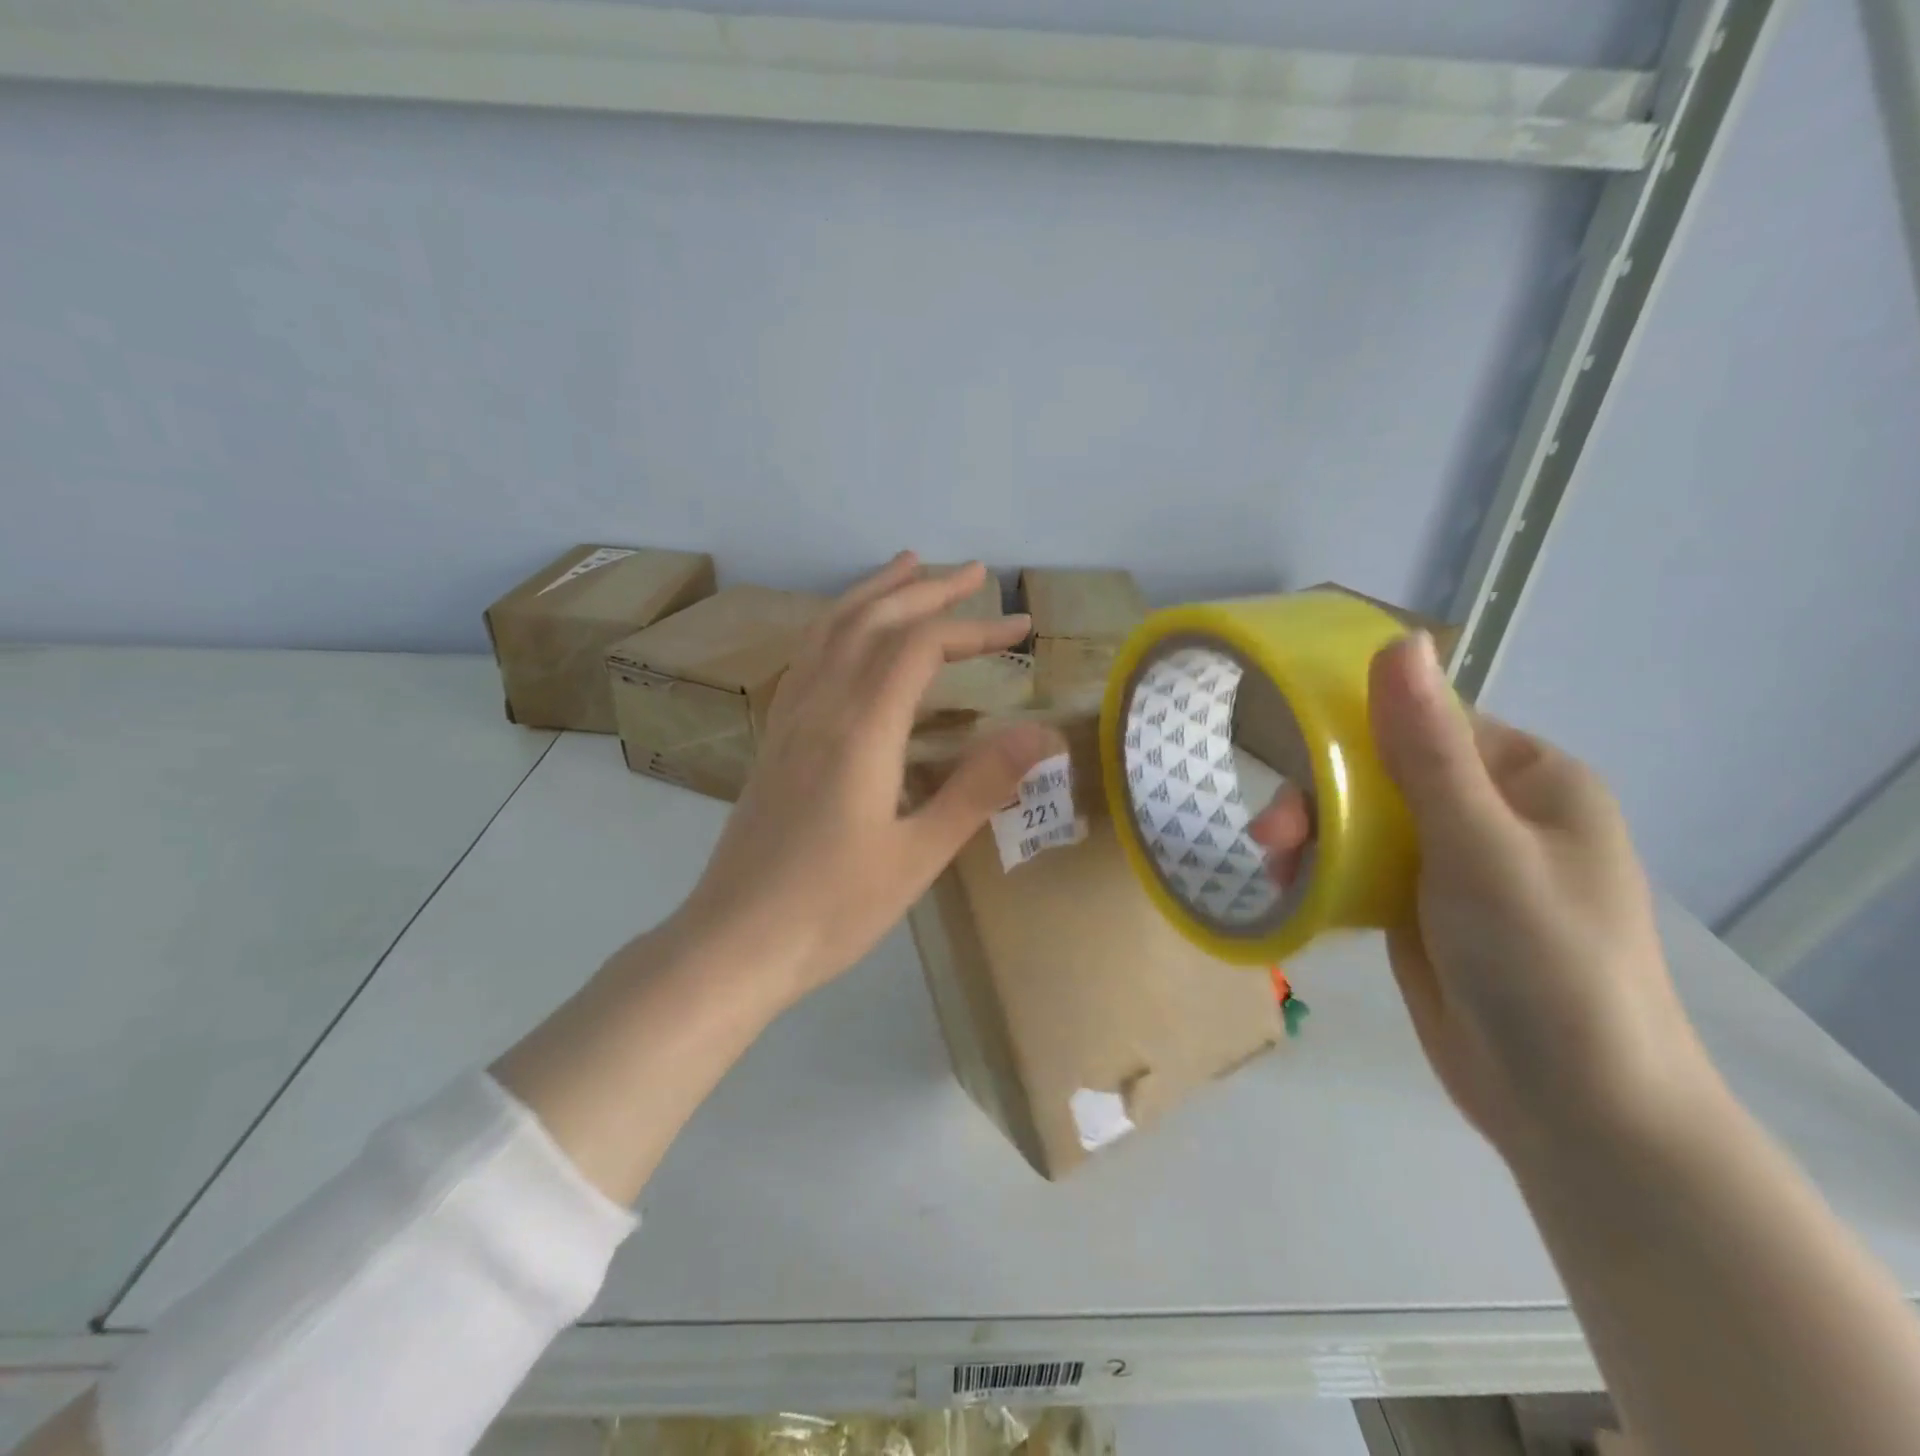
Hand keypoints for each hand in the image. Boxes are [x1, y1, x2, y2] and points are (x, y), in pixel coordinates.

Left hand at [674, 553, 1062, 1003]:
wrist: (734, 942)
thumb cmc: (832, 909)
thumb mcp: (919, 855)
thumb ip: (979, 788)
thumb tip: (1043, 735)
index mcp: (861, 730)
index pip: (920, 648)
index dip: (974, 629)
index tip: (1020, 629)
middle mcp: (821, 707)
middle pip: (873, 621)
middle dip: (927, 589)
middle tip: (975, 573)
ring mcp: (790, 718)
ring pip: (831, 630)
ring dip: (875, 593)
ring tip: (909, 567)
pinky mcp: (775, 737)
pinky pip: (808, 657)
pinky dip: (838, 624)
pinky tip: (850, 632)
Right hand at [1252, 633, 1711, 1163]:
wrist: (1574, 1111)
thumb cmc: (1544, 963)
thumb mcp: (1480, 848)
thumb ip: (1428, 749)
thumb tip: (1398, 642)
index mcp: (1527, 779)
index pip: (1424, 722)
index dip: (1352, 730)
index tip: (1290, 751)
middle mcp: (1492, 812)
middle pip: (1382, 774)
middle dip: (1320, 799)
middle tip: (1269, 838)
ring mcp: (1456, 865)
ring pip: (1362, 823)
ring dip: (1313, 837)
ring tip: (1273, 869)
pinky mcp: (1423, 911)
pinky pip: (1361, 870)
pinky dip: (1323, 874)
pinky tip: (1291, 889)